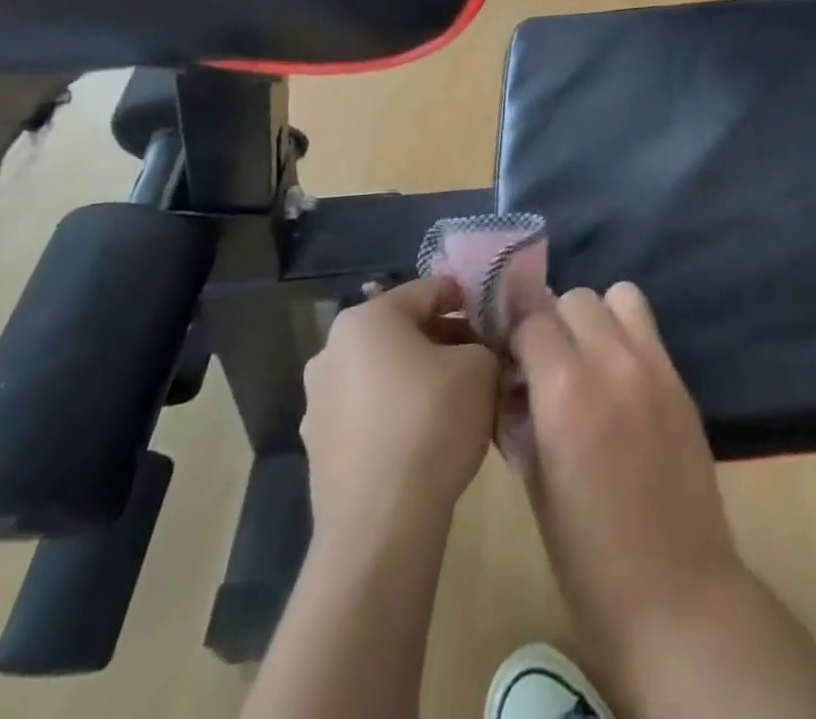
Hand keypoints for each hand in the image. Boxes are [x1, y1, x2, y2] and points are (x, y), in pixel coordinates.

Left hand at [300, 278, 498, 543]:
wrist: (381, 524)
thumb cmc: (432, 420)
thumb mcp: (481, 366)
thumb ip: (484, 344)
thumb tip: (478, 350)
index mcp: (366, 319)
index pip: (429, 291)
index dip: (469, 300)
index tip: (496, 319)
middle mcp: (331, 352)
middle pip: (403, 332)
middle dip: (445, 340)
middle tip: (484, 358)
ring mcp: (318, 404)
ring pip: (385, 373)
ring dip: (421, 377)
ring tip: (461, 399)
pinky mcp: (320, 450)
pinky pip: (371, 413)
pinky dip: (400, 413)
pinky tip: (431, 436)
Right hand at [512, 284, 743, 661]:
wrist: (677, 594)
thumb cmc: (589, 560)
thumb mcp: (536, 486)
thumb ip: (524, 416)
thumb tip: (516, 380)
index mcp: (567, 394)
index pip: (531, 318)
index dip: (514, 331)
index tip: (507, 353)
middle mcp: (612, 363)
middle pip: (575, 297)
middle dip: (552, 321)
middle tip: (545, 361)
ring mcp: (655, 366)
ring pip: (619, 296)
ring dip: (595, 317)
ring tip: (587, 359)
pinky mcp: (681, 378)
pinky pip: (648, 327)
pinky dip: (627, 334)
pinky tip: (619, 378)